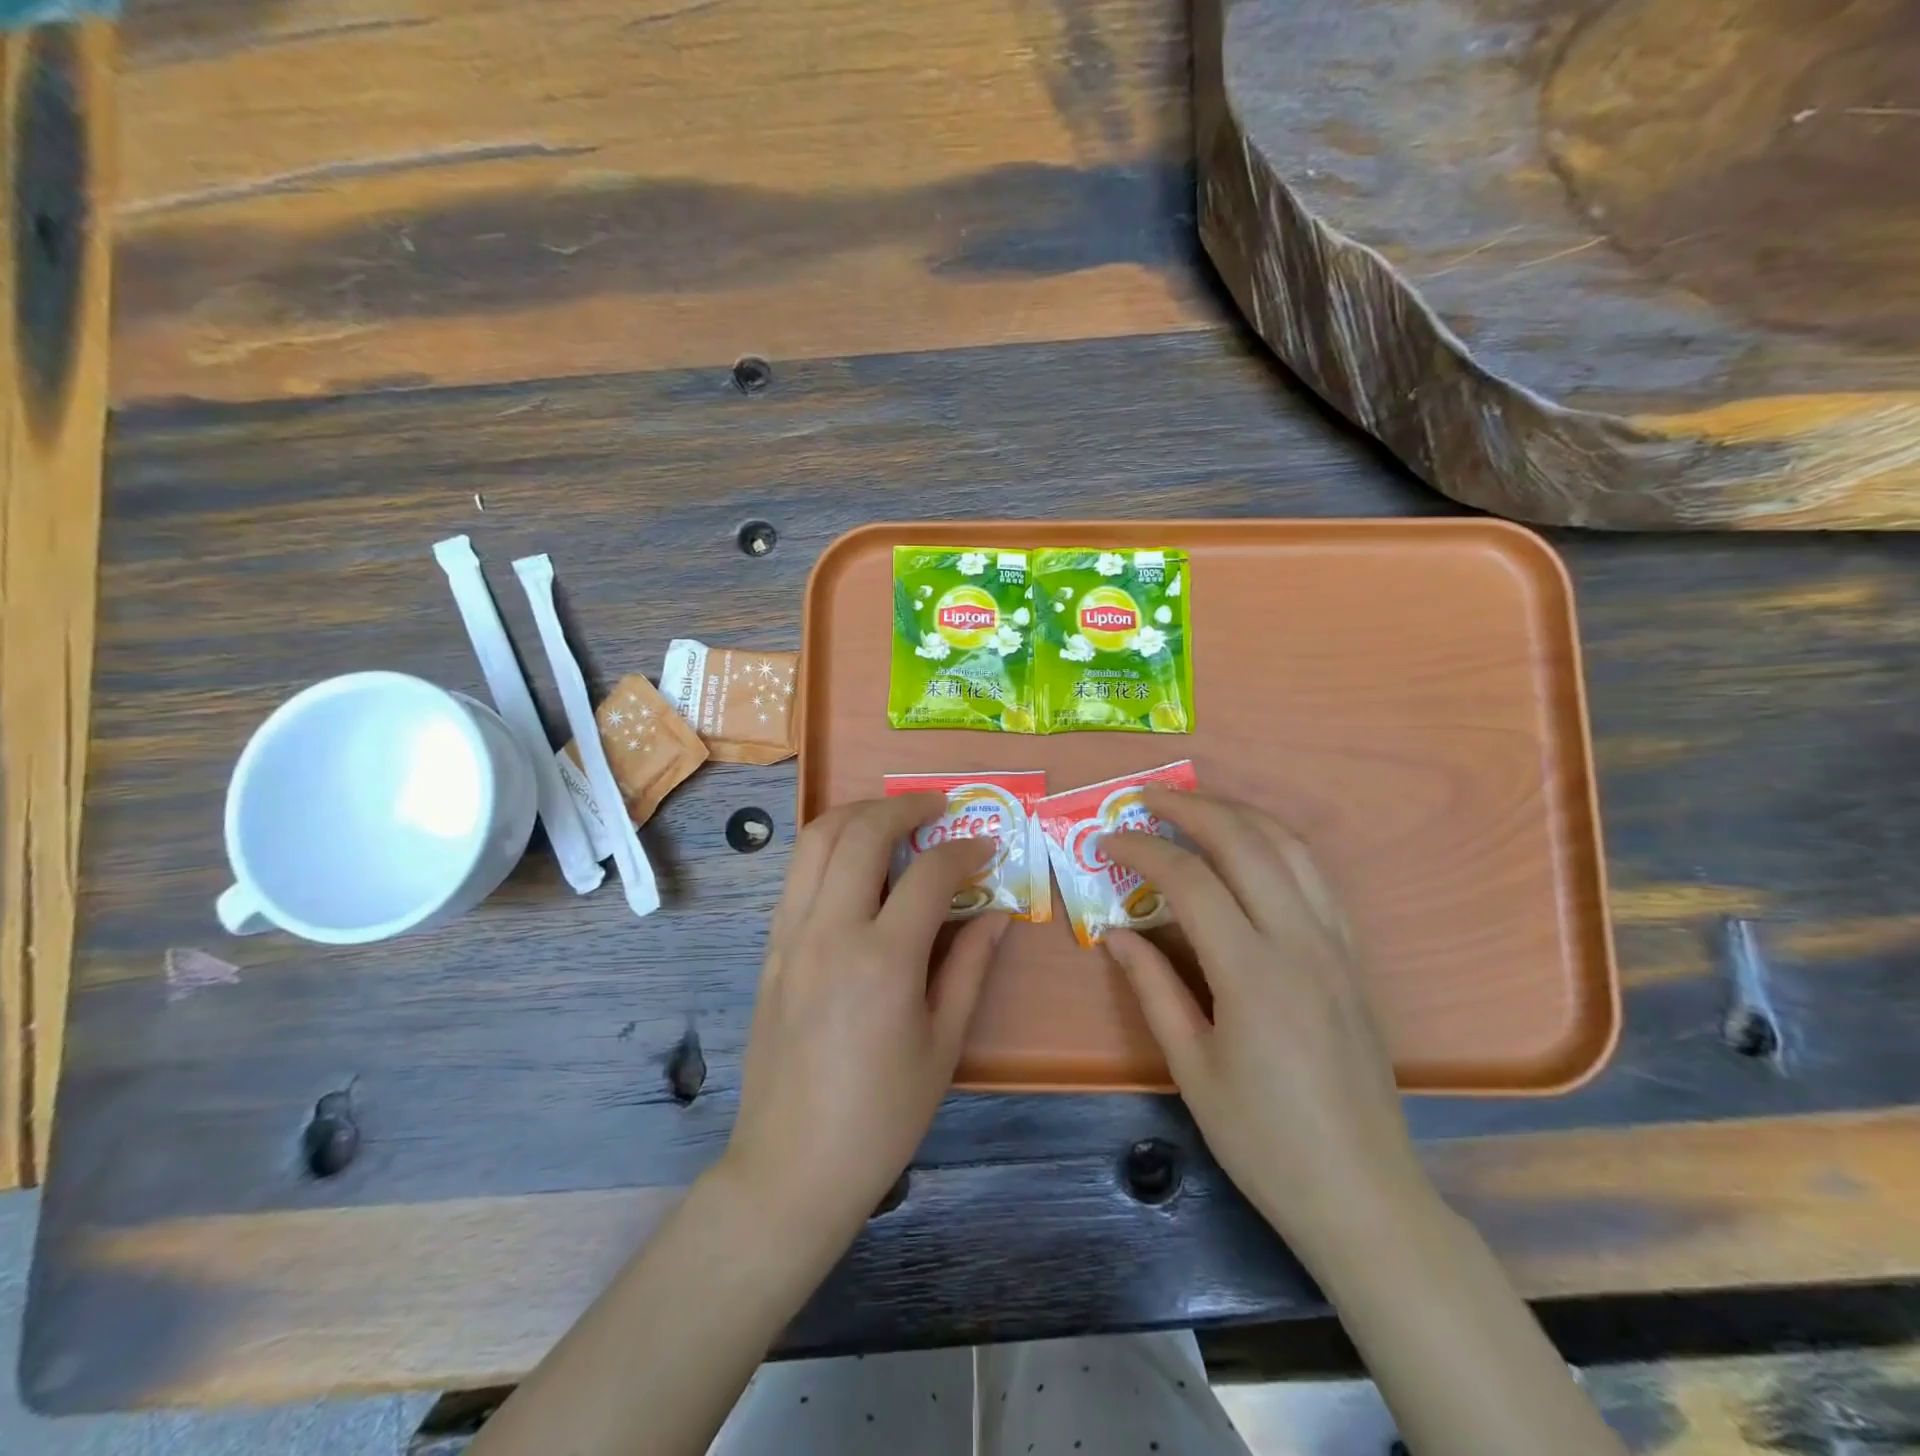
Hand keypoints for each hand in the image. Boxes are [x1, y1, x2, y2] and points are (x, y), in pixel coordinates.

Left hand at [724, 794, 1007, 1254]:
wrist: (791, 1166)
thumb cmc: (881, 1115)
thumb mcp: (943, 1045)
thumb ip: (970, 967)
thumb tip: (998, 914)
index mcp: (883, 960)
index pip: (929, 874)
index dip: (964, 851)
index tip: (986, 848)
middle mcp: (829, 931)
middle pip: (861, 833)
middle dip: (904, 806)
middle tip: (937, 806)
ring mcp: (790, 935)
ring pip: (815, 840)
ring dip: (857, 814)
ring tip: (892, 816)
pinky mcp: (769, 948)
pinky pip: (797, 874)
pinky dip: (828, 848)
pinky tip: (855, 863)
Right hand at [1103, 791, 1423, 1261]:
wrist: (1364, 1194)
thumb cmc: (1264, 1140)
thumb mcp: (1191, 1068)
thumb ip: (1151, 988)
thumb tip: (1115, 934)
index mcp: (1252, 972)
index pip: (1191, 881)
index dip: (1144, 850)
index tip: (1109, 841)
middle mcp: (1300, 941)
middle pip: (1246, 842)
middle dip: (1192, 808)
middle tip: (1147, 798)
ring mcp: (1337, 944)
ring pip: (1291, 847)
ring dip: (1239, 814)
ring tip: (1196, 806)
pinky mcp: (1355, 957)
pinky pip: (1317, 876)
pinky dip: (1278, 844)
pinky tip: (1252, 848)